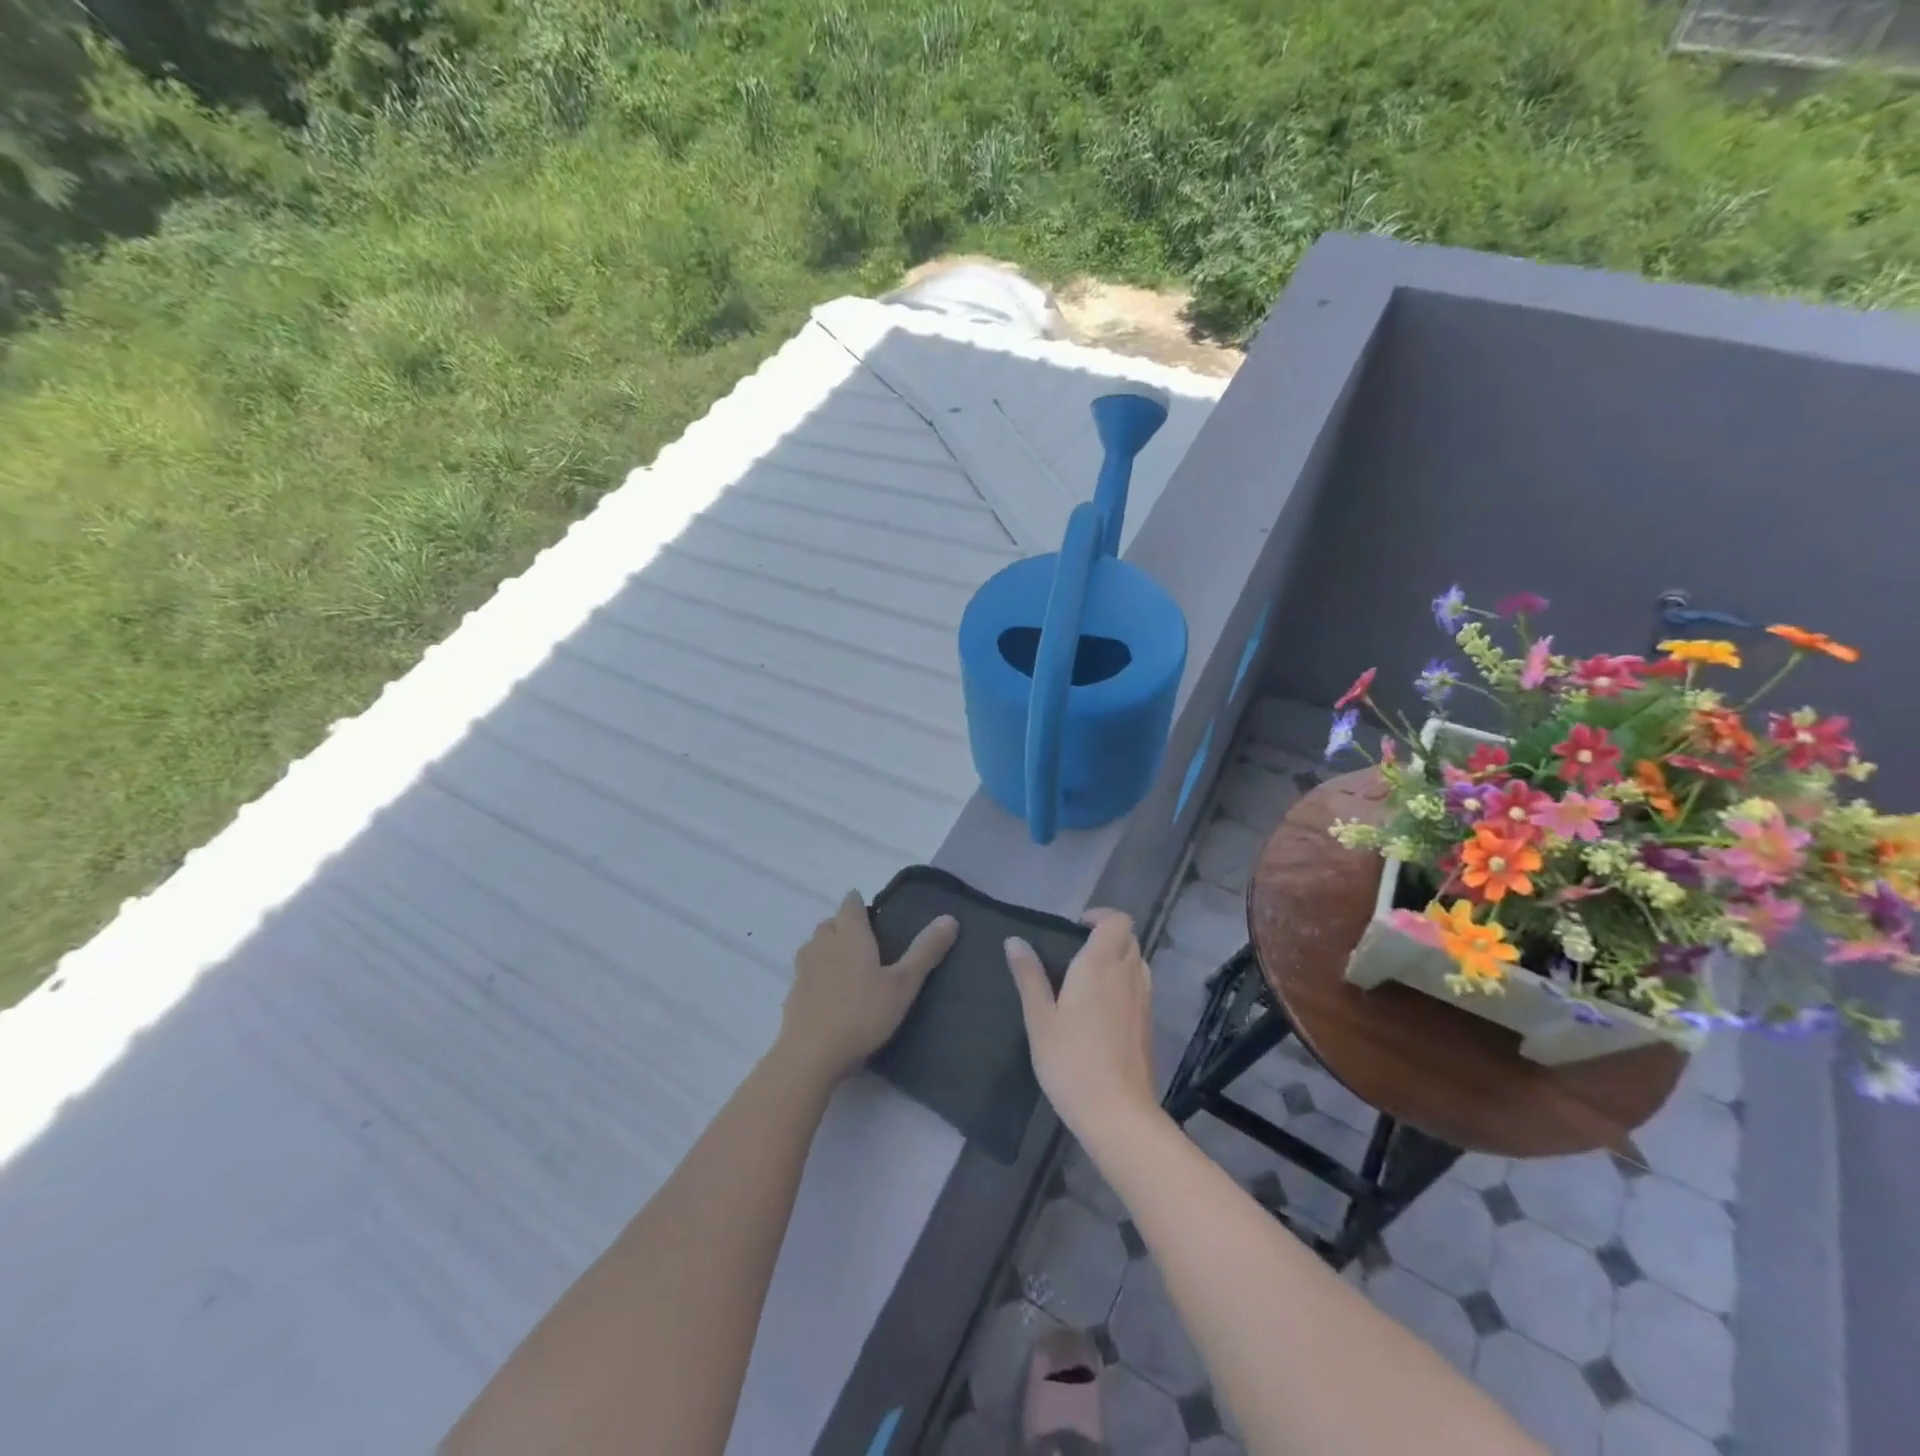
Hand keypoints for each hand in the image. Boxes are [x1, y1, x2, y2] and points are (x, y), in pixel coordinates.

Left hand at [777, 891, 957, 1082]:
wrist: (810, 1055)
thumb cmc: (862, 1014)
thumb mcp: (903, 985)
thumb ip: (925, 952)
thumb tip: (949, 918)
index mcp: (850, 935)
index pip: (850, 904)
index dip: (860, 904)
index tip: (874, 914)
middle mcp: (823, 944)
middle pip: (830, 923)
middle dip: (844, 925)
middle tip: (866, 942)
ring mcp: (804, 969)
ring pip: (814, 945)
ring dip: (828, 947)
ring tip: (848, 965)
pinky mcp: (793, 993)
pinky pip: (806, 971)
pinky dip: (817, 973)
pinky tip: (830, 993)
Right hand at [1006, 909, 1159, 1148]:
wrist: (1118, 1113)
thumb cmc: (1071, 1061)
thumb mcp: (1039, 1018)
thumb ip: (1029, 976)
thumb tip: (1015, 940)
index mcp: (1100, 965)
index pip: (1117, 921)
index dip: (1101, 916)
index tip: (1076, 927)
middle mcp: (1128, 975)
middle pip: (1129, 938)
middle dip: (1107, 936)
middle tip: (1077, 951)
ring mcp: (1144, 1000)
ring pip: (1138, 962)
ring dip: (1118, 958)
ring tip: (1088, 978)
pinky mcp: (1149, 1024)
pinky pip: (1141, 986)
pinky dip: (1125, 982)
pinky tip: (1102, 1008)